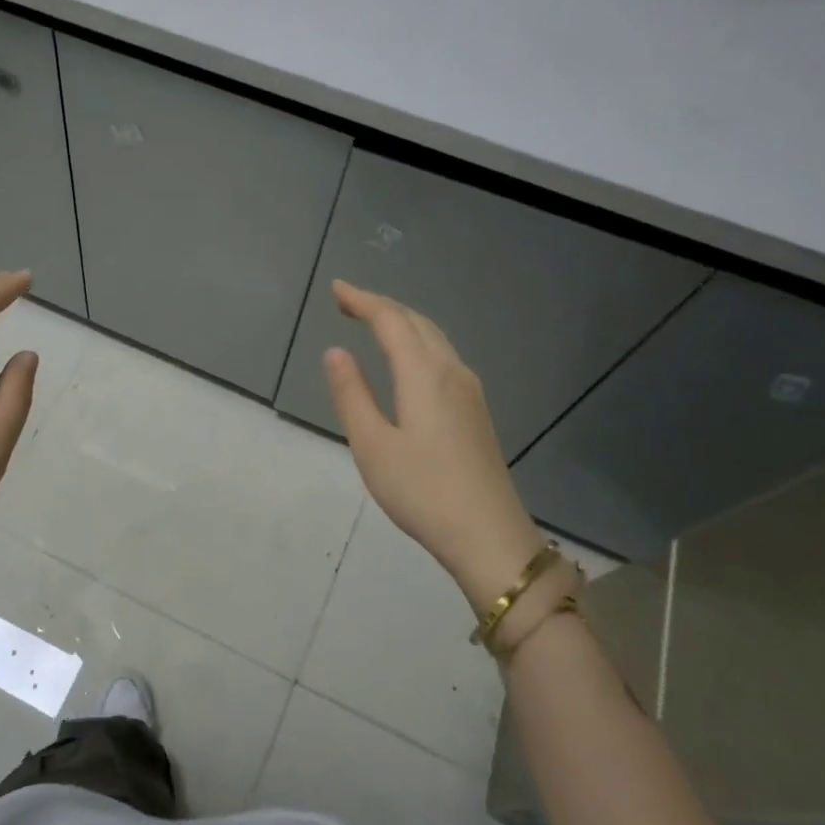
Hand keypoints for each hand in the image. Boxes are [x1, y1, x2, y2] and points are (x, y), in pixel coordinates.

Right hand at [322, 281, 545, 611]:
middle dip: (382, 306)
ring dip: (403, 322)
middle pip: (417, 323)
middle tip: (348, 302)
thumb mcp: (372, 445)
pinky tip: (409, 359)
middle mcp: (452, 372)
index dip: (363, 301)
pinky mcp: (475, 411)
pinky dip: (418, 342)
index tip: (336, 289)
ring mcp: (469, 391)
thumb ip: (352, 394)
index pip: (391, 321)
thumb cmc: (422, 491)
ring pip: (435, 338)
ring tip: (374, 321)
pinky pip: (443, 356)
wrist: (488, 535)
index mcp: (424, 375)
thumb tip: (336, 352)